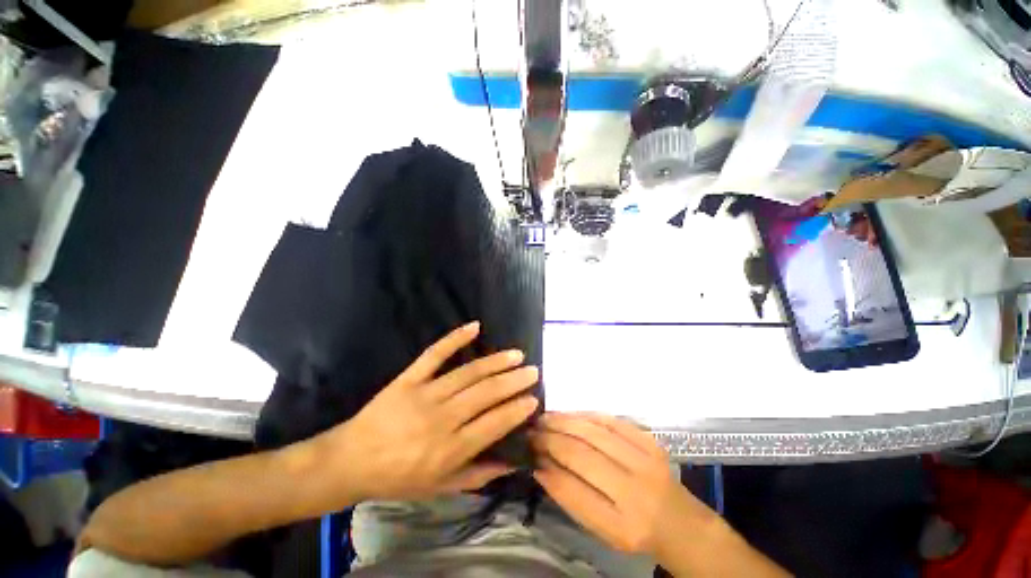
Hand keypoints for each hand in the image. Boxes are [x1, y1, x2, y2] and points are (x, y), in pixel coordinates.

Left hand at [316, 322, 538, 502]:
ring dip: (496, 362)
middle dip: (514, 381)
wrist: (351, 461)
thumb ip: (478, 475)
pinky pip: (434, 354)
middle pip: (485, 394)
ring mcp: (424, 394)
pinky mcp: (409, 378)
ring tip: (516, 354)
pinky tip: (475, 326)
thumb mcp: (439, 487)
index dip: (516, 410)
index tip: (534, 398)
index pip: (493, 424)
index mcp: (449, 450)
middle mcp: (441, 419)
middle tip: (533, 371)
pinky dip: (455, 338)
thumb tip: (512, 463)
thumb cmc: (398, 478)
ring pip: (468, 373)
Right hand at [532, 413, 713, 555]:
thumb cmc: (635, 530)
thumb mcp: (602, 529)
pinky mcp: (650, 441)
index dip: (546, 468)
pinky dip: (586, 415)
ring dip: (564, 422)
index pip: (572, 491)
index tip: (528, 452)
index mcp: (621, 525)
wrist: (680, 522)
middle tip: (531, 430)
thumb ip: (571, 498)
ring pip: (594, 432)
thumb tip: (541, 466)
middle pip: (582, 455)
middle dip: (550, 439)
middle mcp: (635, 491)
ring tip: (544, 418)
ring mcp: (645, 461)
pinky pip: (611, 420)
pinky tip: (570, 414)